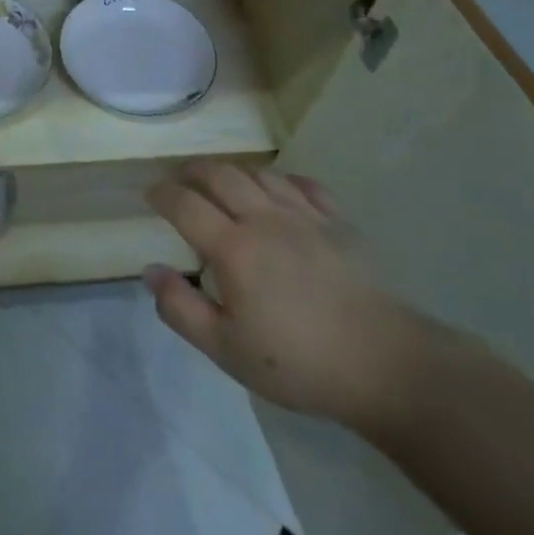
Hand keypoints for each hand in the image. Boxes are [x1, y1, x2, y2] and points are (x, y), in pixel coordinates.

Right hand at [143, 163, 437, 434]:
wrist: (383, 363)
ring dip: (234, 172)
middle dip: (194, 171)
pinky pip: (304, 185)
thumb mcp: (225, 349)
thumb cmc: (297, 361)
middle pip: (221, 175)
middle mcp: (265, 219)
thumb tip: (151, 270)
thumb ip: (181, 308)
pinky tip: (279, 190)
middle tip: (181, 179)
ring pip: (260, 174)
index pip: (186, 204)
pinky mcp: (338, 222)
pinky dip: (282, 180)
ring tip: (224, 182)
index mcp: (233, 248)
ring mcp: (305, 216)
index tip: (150, 194)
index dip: (162, 194)